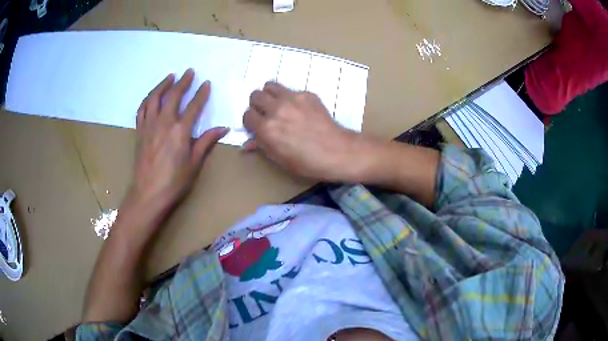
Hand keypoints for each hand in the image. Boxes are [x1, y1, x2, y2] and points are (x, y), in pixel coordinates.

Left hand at [131, 69, 228, 217]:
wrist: (148, 194)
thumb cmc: (174, 182)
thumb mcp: (194, 163)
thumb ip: (206, 142)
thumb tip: (223, 128)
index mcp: (180, 131)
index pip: (193, 106)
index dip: (201, 94)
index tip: (206, 83)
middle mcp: (164, 123)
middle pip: (173, 96)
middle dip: (183, 82)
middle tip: (189, 72)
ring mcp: (149, 126)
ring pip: (154, 98)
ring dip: (162, 85)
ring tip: (170, 77)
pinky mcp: (139, 132)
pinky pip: (142, 110)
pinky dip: (147, 99)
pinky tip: (152, 96)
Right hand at [242, 82, 369, 181]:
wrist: (336, 151)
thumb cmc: (306, 162)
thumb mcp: (280, 159)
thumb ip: (261, 146)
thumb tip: (246, 144)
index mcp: (267, 128)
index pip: (247, 115)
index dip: (250, 121)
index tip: (256, 125)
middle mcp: (276, 109)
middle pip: (255, 95)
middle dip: (257, 104)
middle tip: (265, 113)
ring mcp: (292, 99)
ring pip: (270, 86)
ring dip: (269, 95)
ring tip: (277, 104)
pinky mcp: (306, 95)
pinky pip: (290, 90)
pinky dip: (289, 97)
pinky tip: (298, 109)